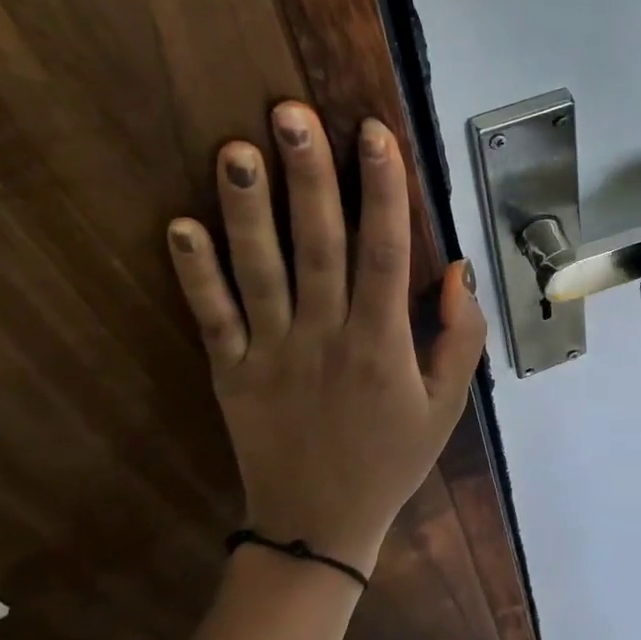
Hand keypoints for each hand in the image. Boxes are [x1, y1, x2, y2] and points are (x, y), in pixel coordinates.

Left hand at [166, 102, 486, 576]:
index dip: (383, 189)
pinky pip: (211, 318)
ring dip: (246, 209)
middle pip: (318, 245)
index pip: (386, 252)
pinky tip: (179, 225)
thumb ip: (461, 338)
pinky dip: (194, 274)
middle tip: (291, 113)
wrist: (319, 526)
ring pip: (259, 271)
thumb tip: (459, 269)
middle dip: (308, 176)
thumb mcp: (448, 406)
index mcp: (382, 344)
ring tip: (236, 149)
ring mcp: (271, 353)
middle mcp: (325, 337)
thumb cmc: (391, 458)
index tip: (374, 133)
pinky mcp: (230, 372)